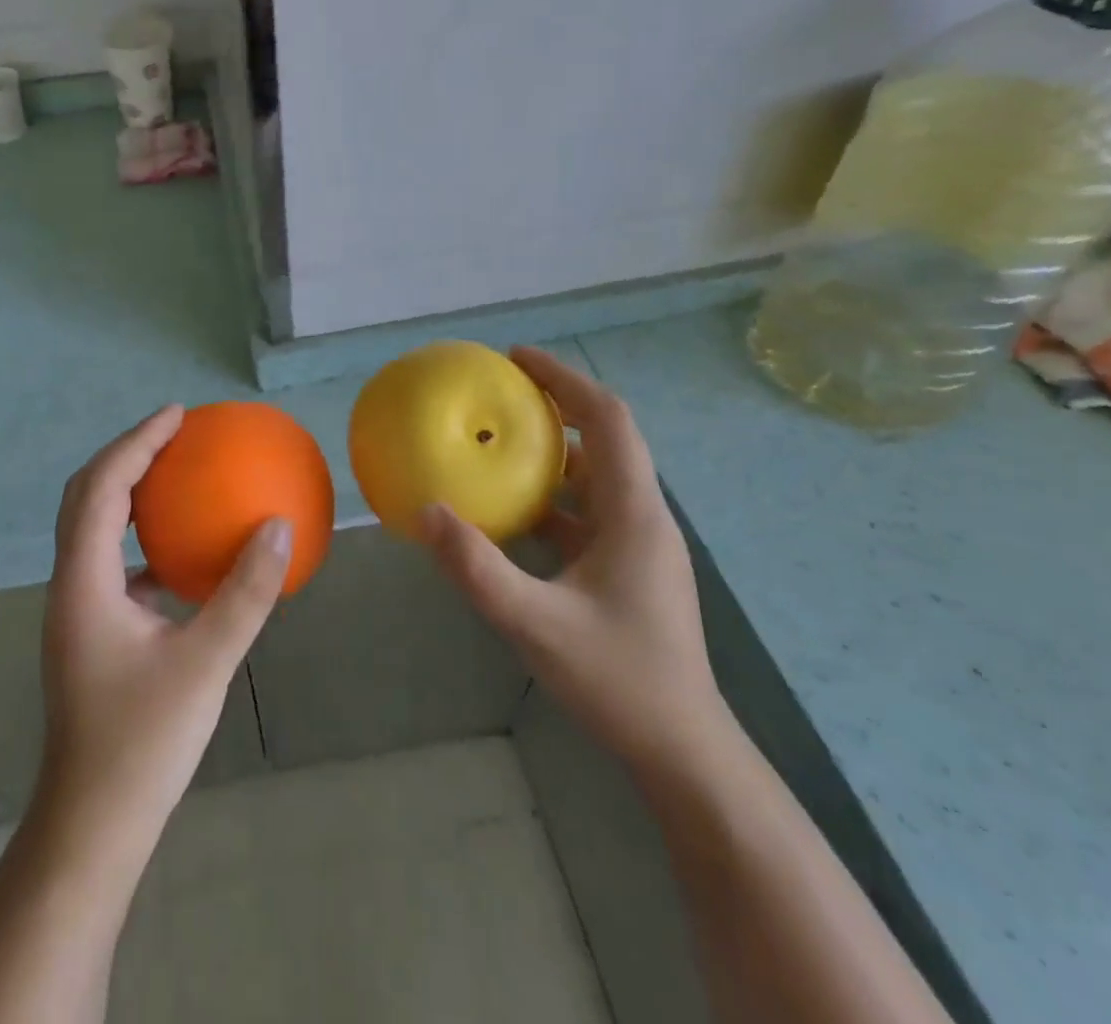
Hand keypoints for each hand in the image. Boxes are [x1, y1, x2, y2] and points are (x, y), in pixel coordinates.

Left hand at [39, 406, 291, 840]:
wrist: (93, 824)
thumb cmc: (143, 742)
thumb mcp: (206, 662)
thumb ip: (245, 592)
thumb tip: (279, 526)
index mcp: (84, 582)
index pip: (101, 488)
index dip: (136, 442)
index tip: (177, 415)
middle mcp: (70, 586)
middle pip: (84, 497)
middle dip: (125, 455)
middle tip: (173, 433)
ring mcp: (77, 610)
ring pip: (93, 528)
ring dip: (127, 492)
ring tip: (175, 474)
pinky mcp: (92, 632)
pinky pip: (112, 561)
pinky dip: (140, 536)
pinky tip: (180, 551)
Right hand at [421, 347, 727, 772]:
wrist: (683, 752)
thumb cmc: (619, 680)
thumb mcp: (536, 625)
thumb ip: (477, 568)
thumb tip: (427, 511)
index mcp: (634, 513)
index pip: (607, 420)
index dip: (565, 380)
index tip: (517, 358)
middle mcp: (642, 516)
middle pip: (604, 438)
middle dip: (557, 404)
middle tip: (501, 392)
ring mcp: (638, 544)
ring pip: (597, 475)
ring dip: (553, 451)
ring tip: (501, 442)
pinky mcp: (629, 568)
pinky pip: (588, 511)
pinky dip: (552, 497)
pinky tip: (513, 512)